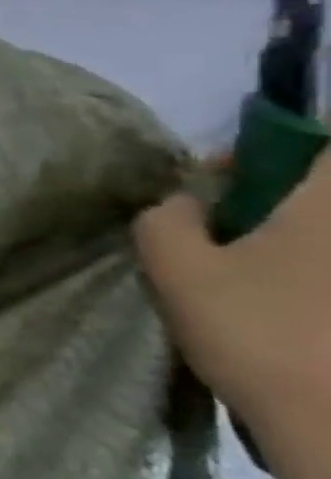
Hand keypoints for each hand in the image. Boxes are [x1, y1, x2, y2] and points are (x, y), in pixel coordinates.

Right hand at [134, 153, 330, 430]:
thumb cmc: (259, 332)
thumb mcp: (178, 270)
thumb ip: (164, 221)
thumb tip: (179, 202)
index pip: (318, 146)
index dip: (268, 152)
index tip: (219, 181)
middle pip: (319, 198)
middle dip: (274, 207)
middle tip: (225, 235)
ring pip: (321, 243)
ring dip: (289, 251)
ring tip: (248, 283)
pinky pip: (322, 282)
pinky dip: (303, 287)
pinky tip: (284, 317)